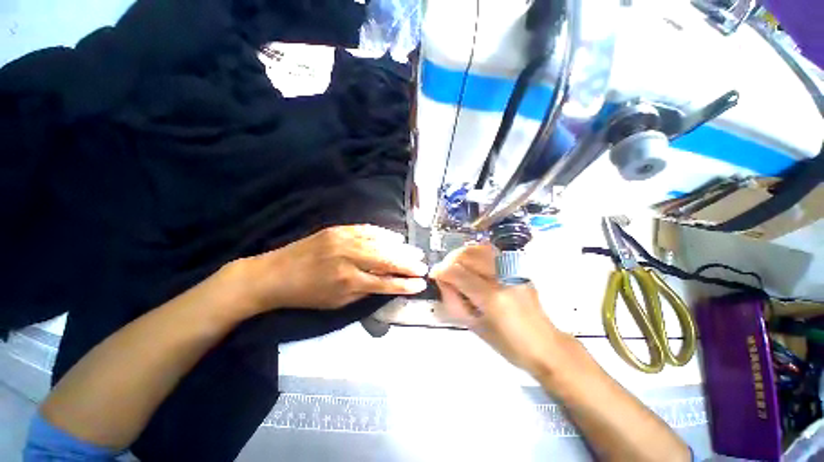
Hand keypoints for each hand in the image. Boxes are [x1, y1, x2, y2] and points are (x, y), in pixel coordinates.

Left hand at [231, 225, 427, 312]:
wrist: (274, 274)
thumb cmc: (306, 295)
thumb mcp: (336, 303)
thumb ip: (364, 293)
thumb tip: (386, 285)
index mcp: (348, 281)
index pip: (385, 282)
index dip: (405, 284)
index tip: (420, 284)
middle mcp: (350, 258)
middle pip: (387, 260)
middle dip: (408, 264)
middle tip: (423, 265)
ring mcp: (344, 240)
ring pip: (380, 243)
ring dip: (400, 248)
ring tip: (415, 252)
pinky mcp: (338, 229)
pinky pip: (367, 229)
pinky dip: (384, 234)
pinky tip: (395, 237)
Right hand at [430, 243, 575, 376]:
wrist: (546, 345)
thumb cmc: (508, 345)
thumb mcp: (474, 327)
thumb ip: (454, 301)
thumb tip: (442, 280)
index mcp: (491, 298)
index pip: (458, 273)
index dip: (441, 271)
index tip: (434, 274)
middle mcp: (502, 278)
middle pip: (468, 255)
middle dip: (450, 260)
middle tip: (444, 270)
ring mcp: (512, 270)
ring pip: (479, 249)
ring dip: (463, 254)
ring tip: (456, 265)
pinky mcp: (518, 269)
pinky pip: (492, 252)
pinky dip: (476, 253)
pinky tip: (472, 263)